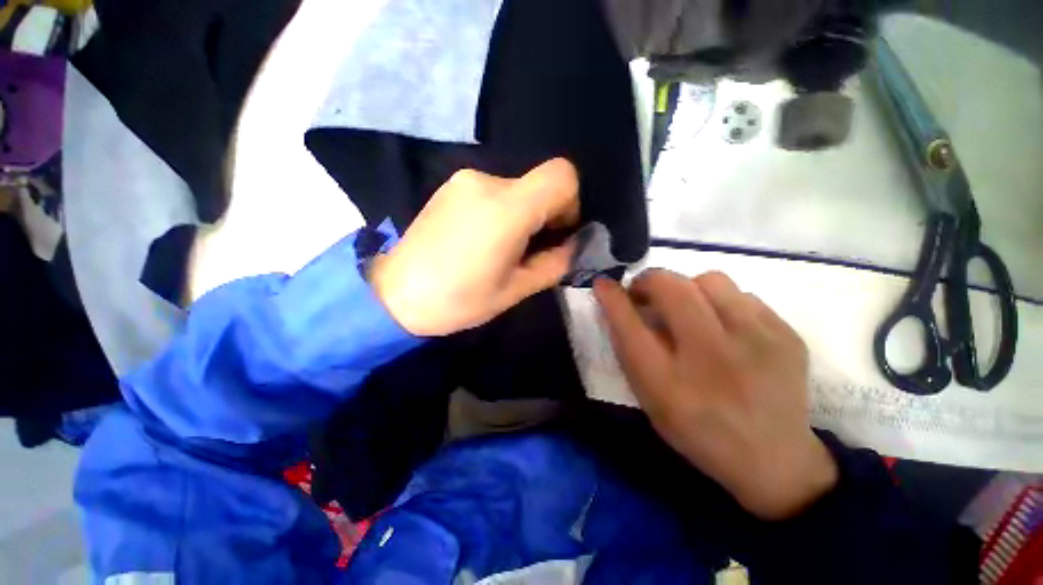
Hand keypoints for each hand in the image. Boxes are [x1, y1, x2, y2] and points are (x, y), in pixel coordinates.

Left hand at [371, 159, 579, 336]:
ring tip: (501, 249)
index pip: (562, 176)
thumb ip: (554, 264)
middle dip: (545, 215)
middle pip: (539, 183)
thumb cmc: (459, 299)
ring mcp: (464, 180)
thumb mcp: (516, 290)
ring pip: (517, 189)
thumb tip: (572, 246)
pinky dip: (501, 211)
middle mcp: (486, 182)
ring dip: (522, 215)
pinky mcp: (450, 186)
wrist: (395, 294)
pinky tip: (481, 240)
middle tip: (528, 251)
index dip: (570, 204)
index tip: (556, 234)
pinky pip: (493, 191)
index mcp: (507, 208)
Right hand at [594, 270, 837, 519]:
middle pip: (671, 288)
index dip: (612, 298)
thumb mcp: (651, 396)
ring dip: (688, 289)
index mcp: (670, 384)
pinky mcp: (788, 335)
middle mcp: (713, 357)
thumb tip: (617, 302)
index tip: (603, 284)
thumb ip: (630, 348)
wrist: (773, 459)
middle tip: (645, 294)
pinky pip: (743, 295)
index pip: (629, 325)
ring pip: (711, 280)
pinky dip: (722, 302)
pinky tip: (724, 327)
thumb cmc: (696, 427)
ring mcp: (759, 342)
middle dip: (648, 281)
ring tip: (689, 311)